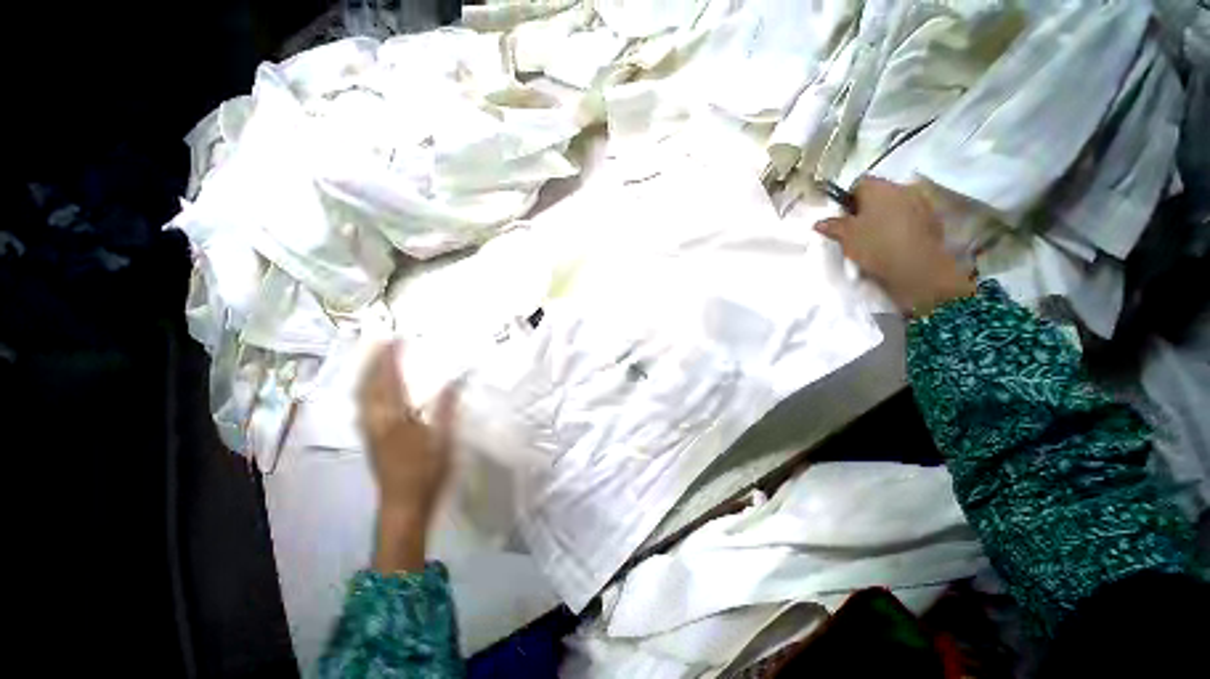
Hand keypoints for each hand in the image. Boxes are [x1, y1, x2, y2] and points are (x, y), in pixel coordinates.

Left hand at [358, 341, 457, 572]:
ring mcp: (370, 431)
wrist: (404, 504)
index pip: (392, 381)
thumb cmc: (428, 471)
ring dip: (365, 375)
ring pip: (361, 397)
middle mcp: (377, 422)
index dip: (391, 359)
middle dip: (373, 362)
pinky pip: (362, 408)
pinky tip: (370, 390)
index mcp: (398, 419)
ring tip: (373, 360)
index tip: (397, 339)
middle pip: (369, 386)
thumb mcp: (444, 439)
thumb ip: (447, 408)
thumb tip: (456, 380)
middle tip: (381, 343)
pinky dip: (364, 391)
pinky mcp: (369, 440)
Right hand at [815, 177, 975, 315]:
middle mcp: (902, 187)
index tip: (843, 218)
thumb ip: (833, 226)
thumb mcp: (846, 236)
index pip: (858, 184)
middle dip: (868, 207)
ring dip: (886, 216)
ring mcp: (921, 202)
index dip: (848, 200)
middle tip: (857, 229)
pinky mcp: (933, 219)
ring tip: (876, 237)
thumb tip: (819, 222)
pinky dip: (902, 225)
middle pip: (879, 193)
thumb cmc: (875, 245)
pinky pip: (911, 217)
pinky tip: (894, 242)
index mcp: (878, 187)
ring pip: (896, 204)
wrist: (916, 266)